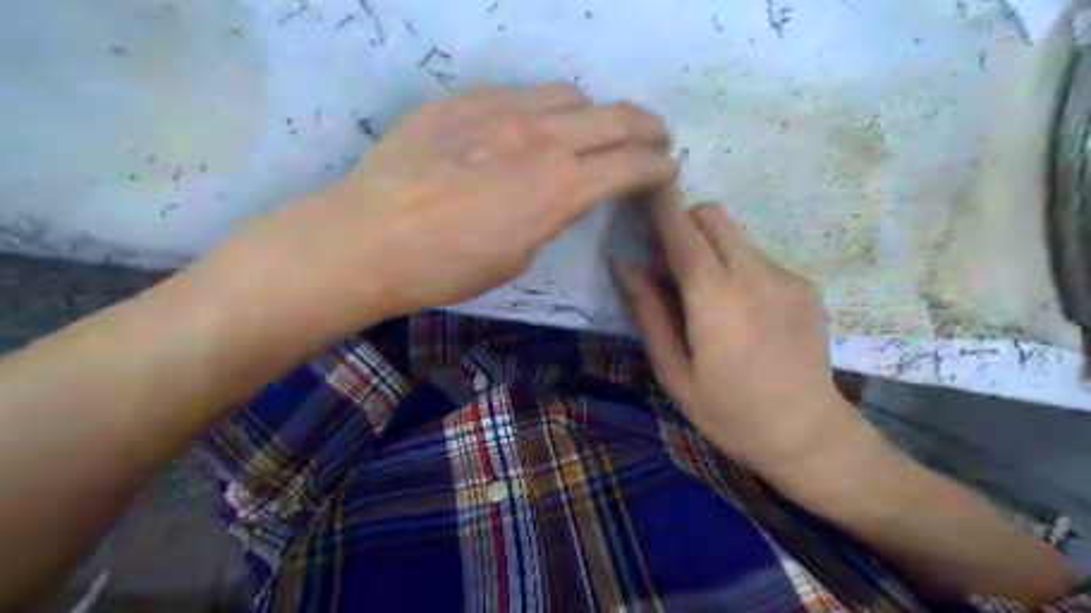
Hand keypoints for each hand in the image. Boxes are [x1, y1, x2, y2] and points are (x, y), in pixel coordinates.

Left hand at [211, 81, 673, 333]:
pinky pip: (518, 93)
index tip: (668, 171)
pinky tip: (529, 126)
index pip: (630, 165)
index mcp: (558, 188)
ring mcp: (498, 110)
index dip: (658, 168)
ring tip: (592, 129)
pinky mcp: (462, 101)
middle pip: (615, 117)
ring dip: (593, 113)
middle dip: (647, 128)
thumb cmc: (446, 268)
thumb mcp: (516, 257)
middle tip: (657, 138)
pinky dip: (541, 108)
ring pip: (568, 94)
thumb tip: (561, 196)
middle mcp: (539, 138)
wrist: (367, 239)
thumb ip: (550, 217)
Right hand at [611, 189, 866, 476]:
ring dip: (710, 251)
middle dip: (684, 226)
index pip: (682, 231)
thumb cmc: (729, 413)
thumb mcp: (674, 371)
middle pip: (713, 216)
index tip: (641, 189)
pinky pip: (758, 258)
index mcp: (716, 300)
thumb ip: (648, 312)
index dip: (659, 204)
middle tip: (670, 272)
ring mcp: (787, 277)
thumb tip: (622, 265)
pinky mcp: (805, 285)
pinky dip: (737, 268)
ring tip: (707, 301)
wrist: (809, 435)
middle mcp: (755, 275)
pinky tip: (742, 314)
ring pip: (736, 236)